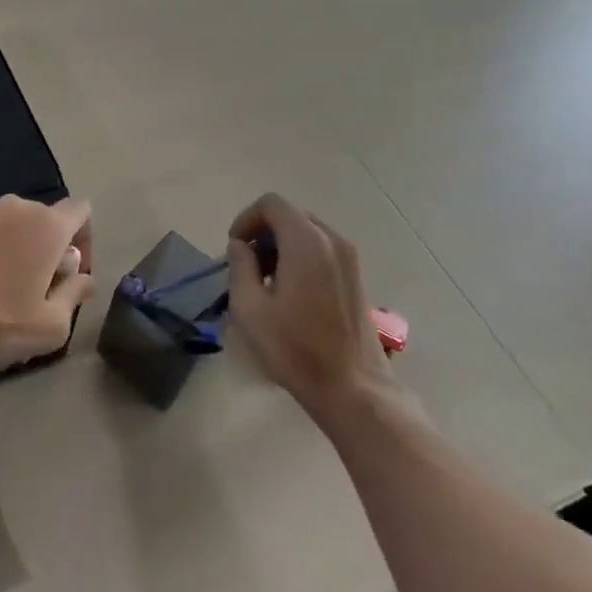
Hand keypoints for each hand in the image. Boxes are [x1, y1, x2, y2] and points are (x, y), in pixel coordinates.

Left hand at [0, 194, 93, 384]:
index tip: (74, 272)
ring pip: (11, 225)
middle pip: (45, 218)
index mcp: (45, 225)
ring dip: (18, 248)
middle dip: (50, 246)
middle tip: (41, 286)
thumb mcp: (53, 324)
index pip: (80, 210)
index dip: (85, 238)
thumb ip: (76, 293)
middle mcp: (13, 209)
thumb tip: (84, 279)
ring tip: (5, 289)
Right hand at [225, 193, 398, 425]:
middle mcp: (332, 240)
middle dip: (263, 234)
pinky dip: (301, 258)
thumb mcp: (249, 308)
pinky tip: (292, 295)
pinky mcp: (357, 277)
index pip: (271, 204)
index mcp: (306, 241)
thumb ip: (240, 266)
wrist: (353, 388)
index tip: (235, 249)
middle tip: (248, 269)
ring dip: (282, 247)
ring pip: (307, 233)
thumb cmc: (295, 348)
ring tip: (267, 284)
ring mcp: (350, 258)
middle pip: (290, 216)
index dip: (246, 219)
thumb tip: (241, 246)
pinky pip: (323, 250)